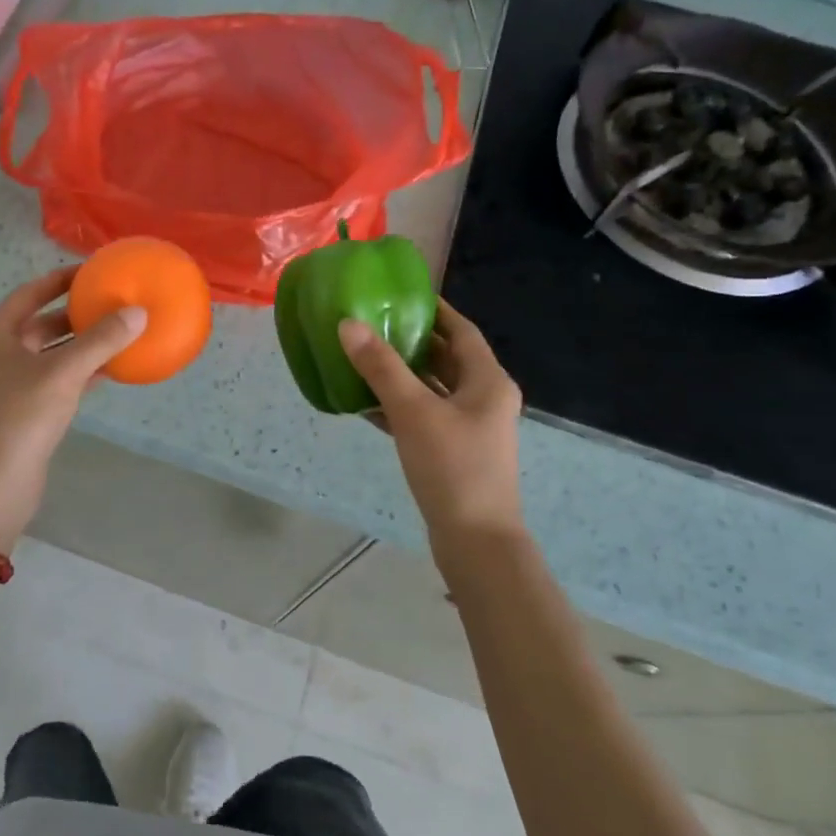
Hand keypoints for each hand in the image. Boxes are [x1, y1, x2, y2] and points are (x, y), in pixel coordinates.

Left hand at [0, 267, 146, 542]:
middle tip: (111, 301)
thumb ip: (101, 340)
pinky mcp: (25, 411)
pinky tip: (111, 369)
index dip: (59, 280)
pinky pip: (58, 380)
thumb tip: (139, 312)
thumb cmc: (21, 416)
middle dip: (75, 313)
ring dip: (81, 344)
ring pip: (51, 354)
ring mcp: (10, 385)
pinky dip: (81, 372)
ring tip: (118, 331)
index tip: (91, 271)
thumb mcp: (64, 372)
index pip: (29, 294)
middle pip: (41, 324)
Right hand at [340, 300, 525, 566]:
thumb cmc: (452, 467)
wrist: (476, 541)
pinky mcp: (452, 452)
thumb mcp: (413, 411)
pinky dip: (397, 406)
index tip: (400, 294)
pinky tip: (362, 403)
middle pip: (445, 358)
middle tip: (371, 323)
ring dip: (400, 374)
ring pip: (431, 388)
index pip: (461, 330)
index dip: (434, 309)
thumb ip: (380, 367)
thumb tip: (348, 324)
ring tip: (360, 356)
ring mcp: (469, 428)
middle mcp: (483, 398)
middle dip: (410, 340)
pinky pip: (422, 417)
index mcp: (487, 380)